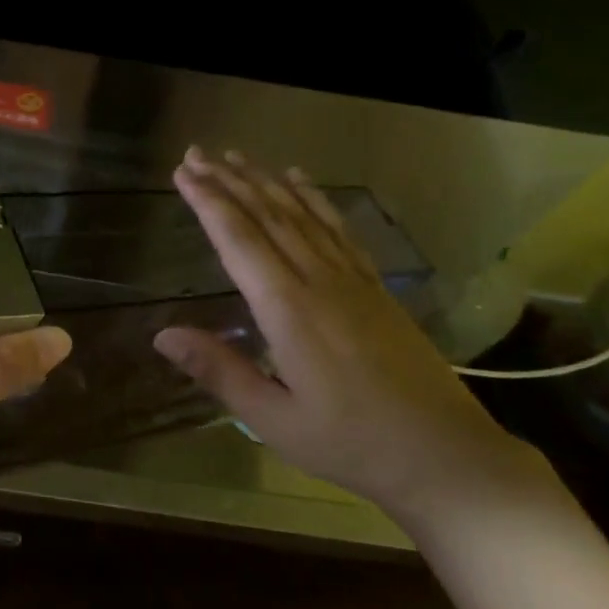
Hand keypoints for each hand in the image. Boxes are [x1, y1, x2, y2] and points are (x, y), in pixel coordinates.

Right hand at [154, 148, 540, 525]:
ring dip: (266, 182)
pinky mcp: (376, 287)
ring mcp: (352, 279)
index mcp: (289, 310)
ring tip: (238, 157)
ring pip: (302, 215)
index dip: (208, 203)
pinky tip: (301, 182)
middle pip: (268, 217)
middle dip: (229, 182)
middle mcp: (319, 281)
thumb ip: (219, 371)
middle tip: (197, 153)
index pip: (239, 241)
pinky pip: (339, 229)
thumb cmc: (351, 443)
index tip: (183, 173)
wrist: (447, 455)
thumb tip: (162, 335)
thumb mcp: (274, 419)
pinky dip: (316, 200)